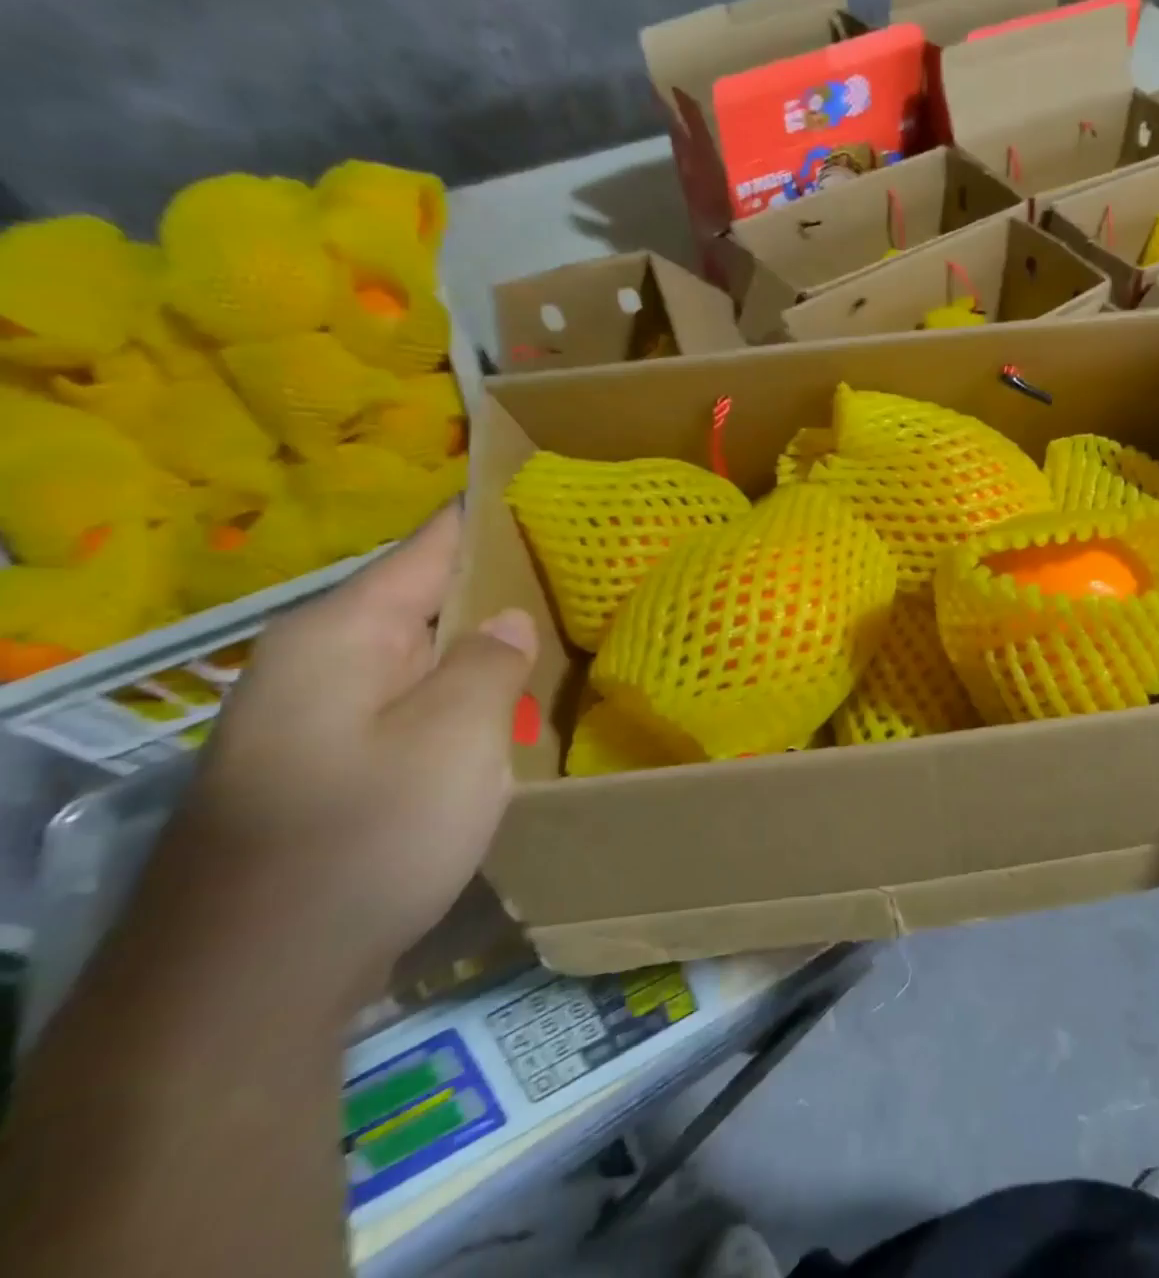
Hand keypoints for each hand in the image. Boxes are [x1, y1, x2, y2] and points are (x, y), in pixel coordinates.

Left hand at [178, 507, 534, 996]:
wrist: (247, 988)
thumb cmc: (363, 838)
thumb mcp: (454, 738)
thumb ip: (490, 663)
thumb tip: (509, 620)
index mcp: (344, 633)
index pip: (432, 544)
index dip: (491, 516)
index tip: (551, 494)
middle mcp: (322, 662)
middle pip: (429, 599)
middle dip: (503, 587)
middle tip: (588, 573)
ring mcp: (321, 718)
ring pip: (426, 657)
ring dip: (488, 647)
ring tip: (568, 631)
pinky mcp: (334, 767)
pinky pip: (414, 705)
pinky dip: (468, 696)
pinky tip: (515, 708)